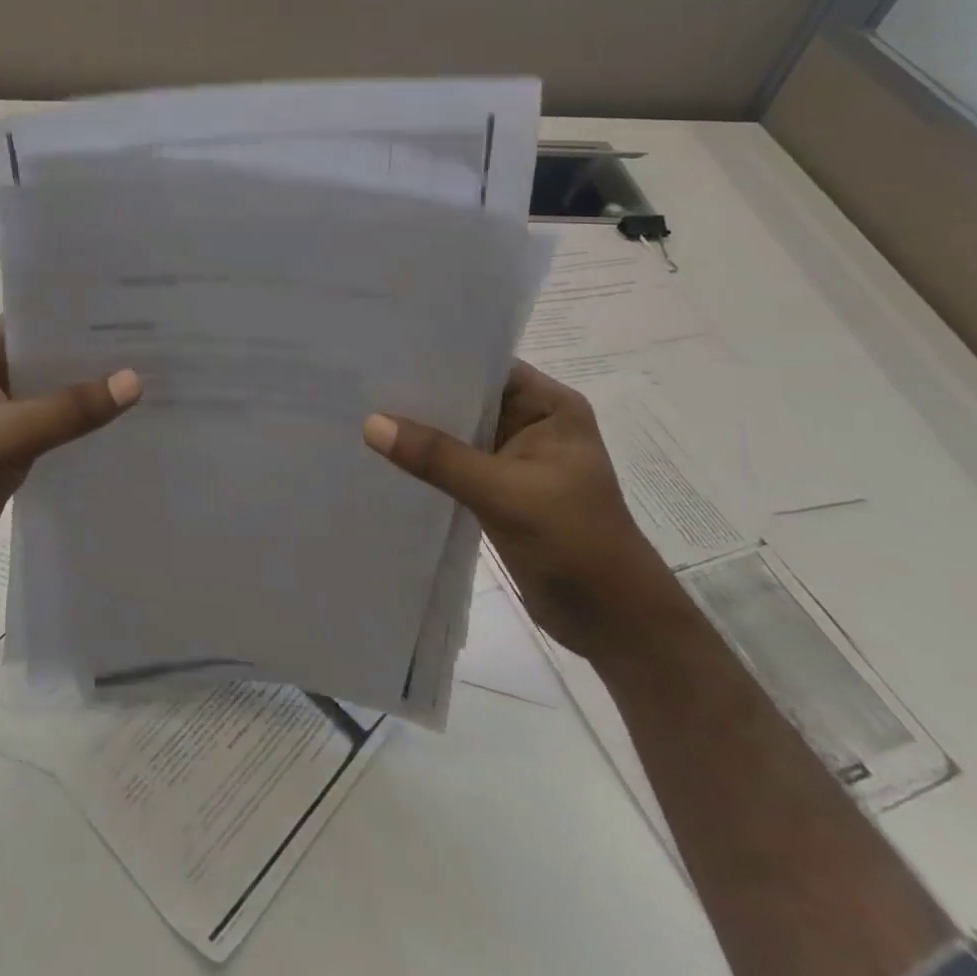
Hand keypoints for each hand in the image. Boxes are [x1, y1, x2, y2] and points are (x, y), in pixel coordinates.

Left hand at [0, 318, 141, 609]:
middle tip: (148, 346)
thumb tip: (134, 380)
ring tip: (145, 381)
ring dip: (87, 394)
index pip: (30, 322)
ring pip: (50, 397)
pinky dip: (78, 428)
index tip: (126, 312)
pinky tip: (119, 427)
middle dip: (89, 357)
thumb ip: (70, 409)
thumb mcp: (8, 435)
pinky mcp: (7, 455)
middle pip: (45, 360)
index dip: (73, 316)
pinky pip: (51, 431)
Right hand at [363, 360, 690, 662]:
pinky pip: (454, 463)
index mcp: (550, 407)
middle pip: (467, 397)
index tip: (386, 351)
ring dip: (420, 428)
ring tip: (363, 410)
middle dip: (422, 393)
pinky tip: (386, 454)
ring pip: (458, 432)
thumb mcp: (504, 493)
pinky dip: (427, 460)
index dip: (439, 357)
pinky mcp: (499, 490)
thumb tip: (370, 422)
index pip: (486, 366)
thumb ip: (438, 456)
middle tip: (363, 381)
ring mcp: (514, 458)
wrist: (613, 624)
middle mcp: (532, 423)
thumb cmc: (575, 544)